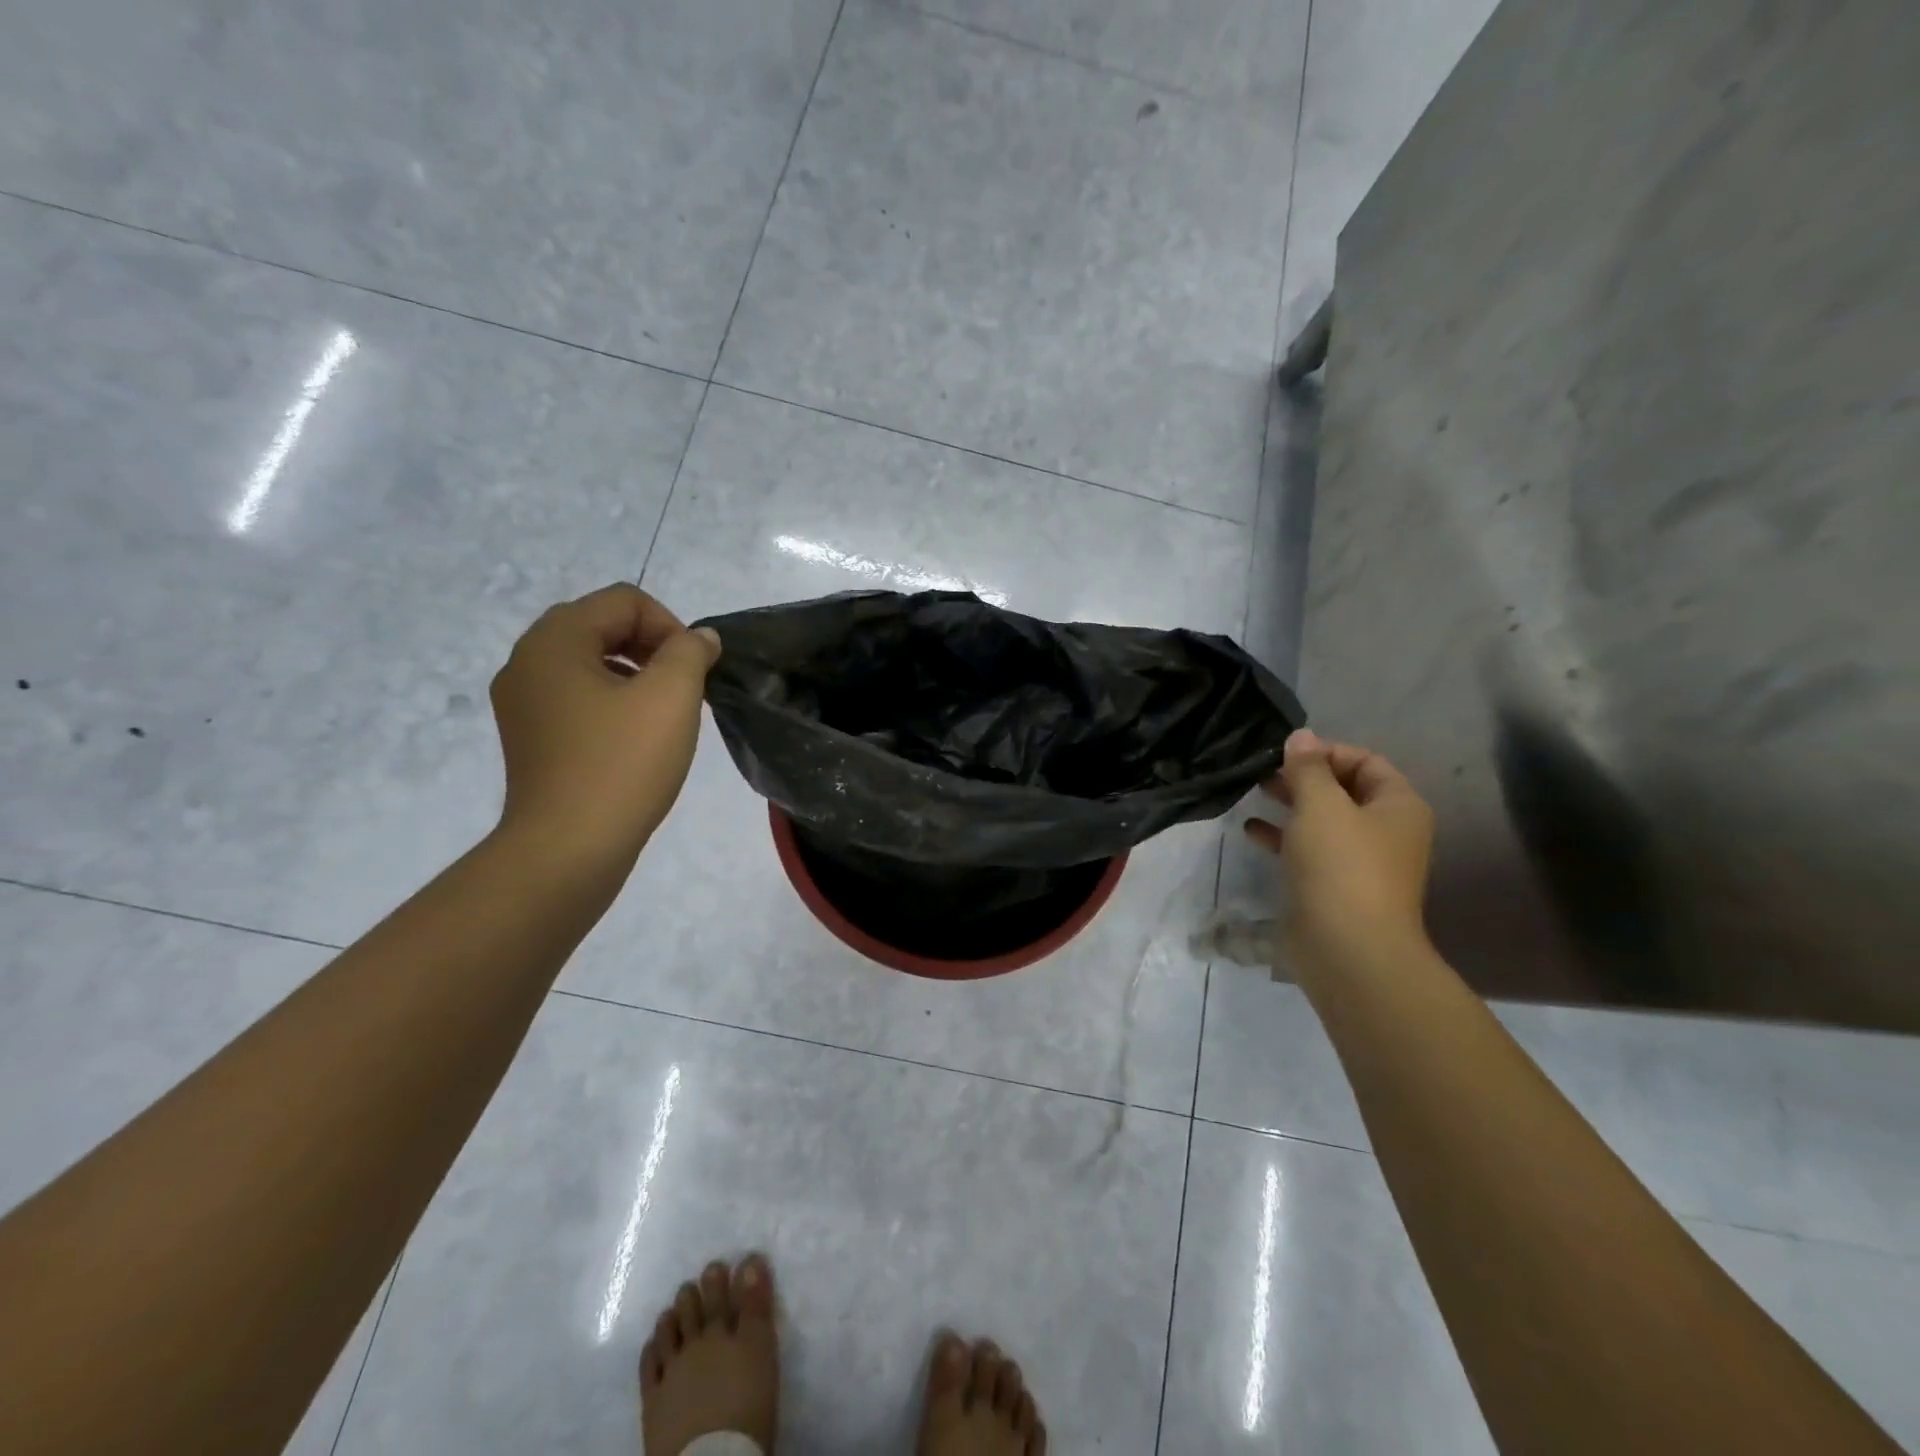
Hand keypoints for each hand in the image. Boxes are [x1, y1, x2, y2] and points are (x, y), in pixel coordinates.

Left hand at [490, 584, 720, 866]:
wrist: (568, 850)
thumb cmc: (622, 765)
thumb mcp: (671, 697)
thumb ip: (690, 652)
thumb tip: (698, 639)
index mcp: (554, 641)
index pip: (623, 601)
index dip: (670, 625)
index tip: (695, 670)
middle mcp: (527, 661)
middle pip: (600, 624)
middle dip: (652, 646)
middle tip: (683, 686)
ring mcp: (522, 703)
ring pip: (588, 662)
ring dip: (634, 673)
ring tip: (664, 713)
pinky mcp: (529, 737)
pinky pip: (576, 696)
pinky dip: (612, 701)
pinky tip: (637, 737)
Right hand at [1245, 728, 1435, 975]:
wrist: (1347, 949)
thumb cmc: (1340, 866)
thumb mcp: (1320, 805)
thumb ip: (1307, 768)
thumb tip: (1300, 736)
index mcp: (1397, 806)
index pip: (1365, 761)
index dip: (1326, 751)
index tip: (1284, 753)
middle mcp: (1385, 831)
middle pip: (1343, 789)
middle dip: (1303, 777)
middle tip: (1263, 771)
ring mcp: (1360, 862)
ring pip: (1323, 820)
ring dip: (1290, 804)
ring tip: (1254, 793)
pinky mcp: (1333, 887)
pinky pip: (1308, 850)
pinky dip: (1282, 836)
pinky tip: (1251, 831)